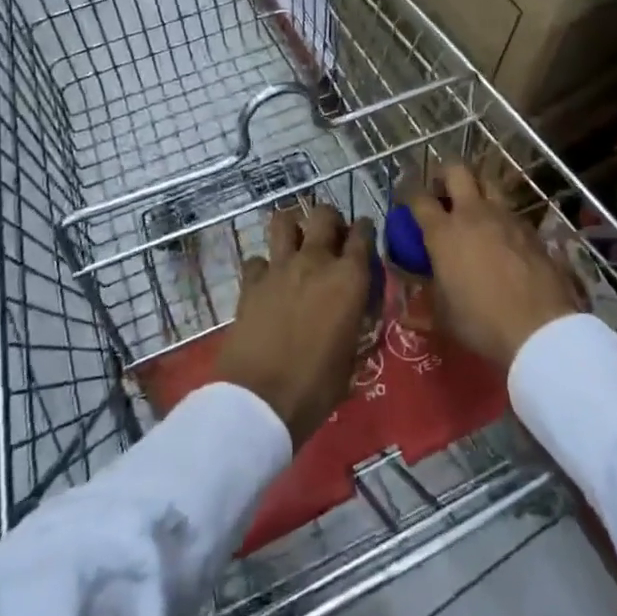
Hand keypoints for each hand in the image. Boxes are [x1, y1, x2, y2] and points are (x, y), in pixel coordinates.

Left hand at [216, 204, 373, 447]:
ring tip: (297, 243)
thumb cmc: (316, 386)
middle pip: (324, 215)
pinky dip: (264, 266)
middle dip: (330, 220)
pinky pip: (257, 259)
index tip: (364, 237)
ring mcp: (279, 268)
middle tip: (331, 239)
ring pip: (283, 221)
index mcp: (350, 278)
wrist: (259, 400)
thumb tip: (358, 317)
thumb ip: (357, 326)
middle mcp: (316, 261)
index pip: (364, 234)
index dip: (366, 230)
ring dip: (293, 227)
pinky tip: (268, 282)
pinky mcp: (250, 282)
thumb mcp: (353, 359)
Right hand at [405, 163, 578, 369]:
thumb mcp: (443, 317)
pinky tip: (502, 235)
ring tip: (474, 208)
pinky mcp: (530, 228)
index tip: (405, 198)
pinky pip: (510, 210)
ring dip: (477, 188)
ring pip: (488, 182)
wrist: (538, 328)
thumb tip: (410, 306)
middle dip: (445, 174)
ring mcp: (505, 217)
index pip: (418, 198)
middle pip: (456, 170)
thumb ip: (426, 301)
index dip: (408, 193)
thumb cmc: (480, 322)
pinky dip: (501, 216)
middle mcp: (473, 214)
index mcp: (443, 232)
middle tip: (442, 191)